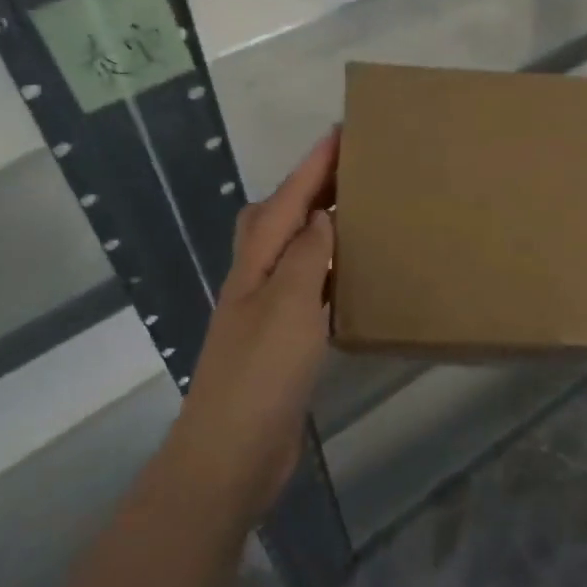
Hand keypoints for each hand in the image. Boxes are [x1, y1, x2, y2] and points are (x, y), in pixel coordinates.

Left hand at [166, 131, 337, 524]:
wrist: (231, 453)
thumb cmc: (260, 374)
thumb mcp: (287, 305)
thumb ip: (304, 256)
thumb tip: (322, 216)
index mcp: (254, 265)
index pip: (286, 201)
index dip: (313, 167)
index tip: (342, 133)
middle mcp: (255, 281)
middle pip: (275, 219)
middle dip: (307, 188)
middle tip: (349, 173)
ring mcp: (264, 313)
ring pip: (289, 253)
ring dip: (316, 227)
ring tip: (355, 215)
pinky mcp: (280, 343)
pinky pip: (304, 289)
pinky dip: (324, 270)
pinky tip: (347, 279)